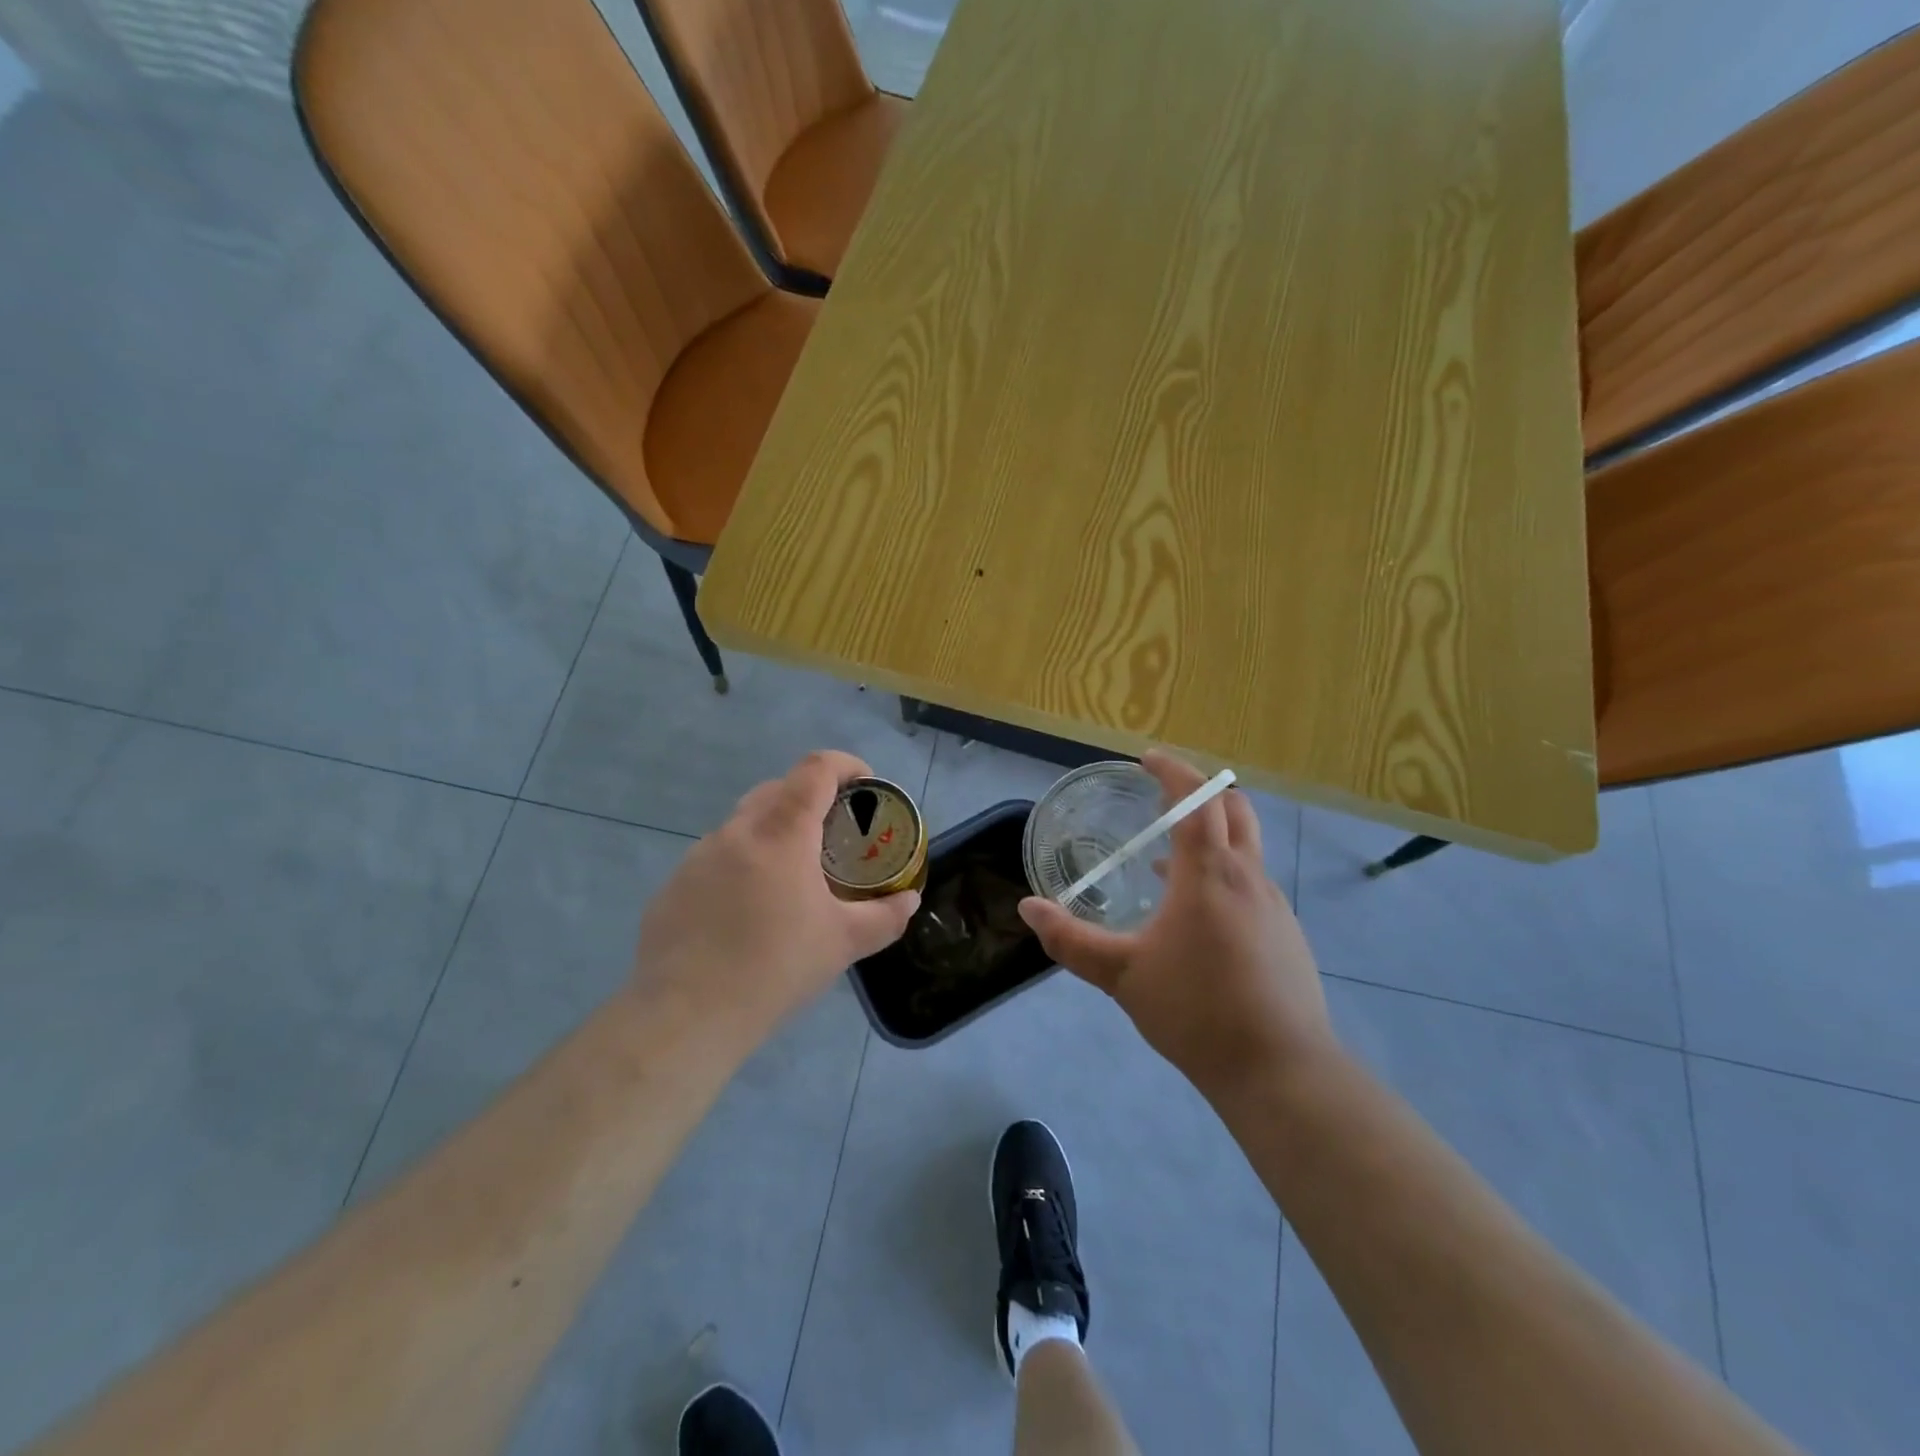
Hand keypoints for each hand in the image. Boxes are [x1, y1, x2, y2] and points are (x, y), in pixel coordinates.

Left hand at [634, 751, 920, 1045]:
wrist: (685, 1016)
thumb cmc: (775, 968)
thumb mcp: (843, 943)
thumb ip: (884, 916)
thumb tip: (909, 900)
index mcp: (782, 833)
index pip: (815, 769)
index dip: (845, 765)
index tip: (865, 785)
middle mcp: (736, 831)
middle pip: (778, 789)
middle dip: (810, 798)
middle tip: (833, 834)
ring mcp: (697, 856)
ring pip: (743, 824)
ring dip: (773, 832)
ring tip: (791, 877)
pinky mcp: (673, 886)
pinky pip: (715, 858)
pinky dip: (740, 865)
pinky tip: (746, 912)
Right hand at [1017, 751, 1335, 1100]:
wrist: (1280, 1070)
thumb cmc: (1197, 1011)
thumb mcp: (1122, 975)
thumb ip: (1071, 940)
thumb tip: (1028, 907)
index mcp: (1209, 873)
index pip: (1197, 799)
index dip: (1173, 771)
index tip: (1146, 760)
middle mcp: (1248, 877)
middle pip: (1235, 808)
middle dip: (1201, 791)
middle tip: (1162, 795)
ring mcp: (1274, 906)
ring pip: (1246, 847)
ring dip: (1212, 833)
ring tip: (1167, 855)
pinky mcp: (1286, 935)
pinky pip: (1251, 882)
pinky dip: (1223, 872)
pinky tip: (1195, 913)